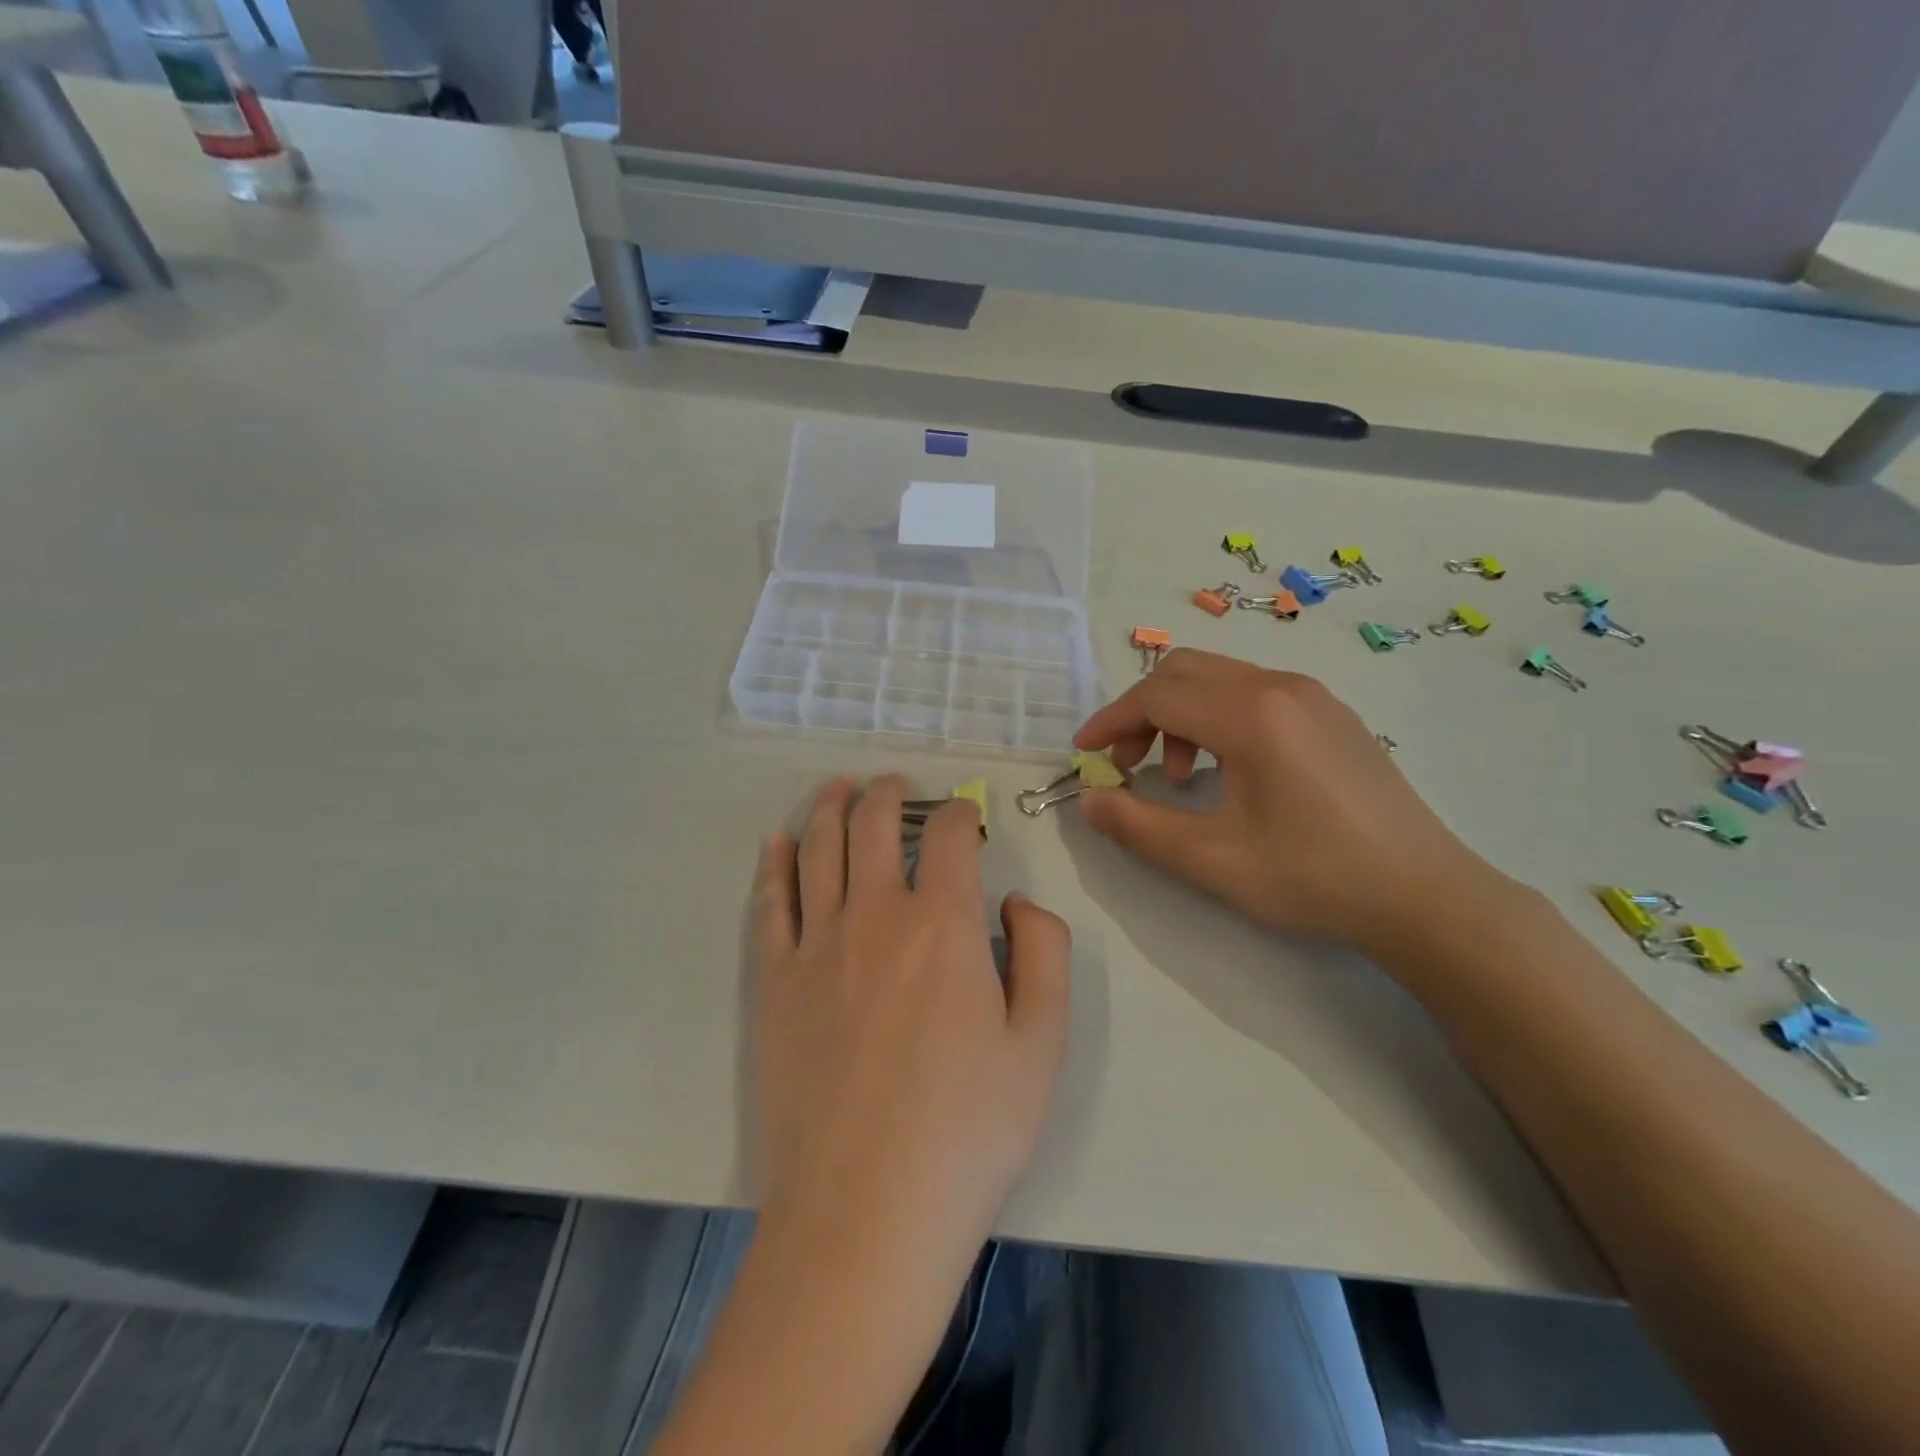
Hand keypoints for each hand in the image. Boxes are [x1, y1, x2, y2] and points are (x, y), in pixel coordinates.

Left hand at [753, 775, 1070, 1252]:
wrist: (865, 1214)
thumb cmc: (968, 1131)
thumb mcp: (1042, 1043)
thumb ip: (1043, 952)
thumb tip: (1015, 902)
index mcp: (944, 924)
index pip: (949, 835)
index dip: (960, 812)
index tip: (966, 815)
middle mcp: (875, 915)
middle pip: (874, 825)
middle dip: (887, 794)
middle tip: (892, 782)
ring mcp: (816, 946)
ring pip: (818, 849)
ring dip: (828, 808)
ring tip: (836, 787)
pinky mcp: (774, 983)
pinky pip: (770, 904)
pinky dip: (773, 864)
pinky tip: (776, 842)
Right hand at [1073, 649, 1506, 953]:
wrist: (1425, 896)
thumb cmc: (1315, 878)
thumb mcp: (1213, 861)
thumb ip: (1138, 827)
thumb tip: (1089, 800)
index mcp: (1252, 715)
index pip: (1157, 695)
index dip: (1110, 722)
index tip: (1085, 755)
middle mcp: (1280, 687)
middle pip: (1184, 671)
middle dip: (1141, 713)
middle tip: (1128, 766)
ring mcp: (1313, 696)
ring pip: (1219, 679)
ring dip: (1179, 716)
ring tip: (1179, 778)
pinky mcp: (1331, 714)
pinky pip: (1253, 693)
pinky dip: (1217, 718)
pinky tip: (1228, 771)